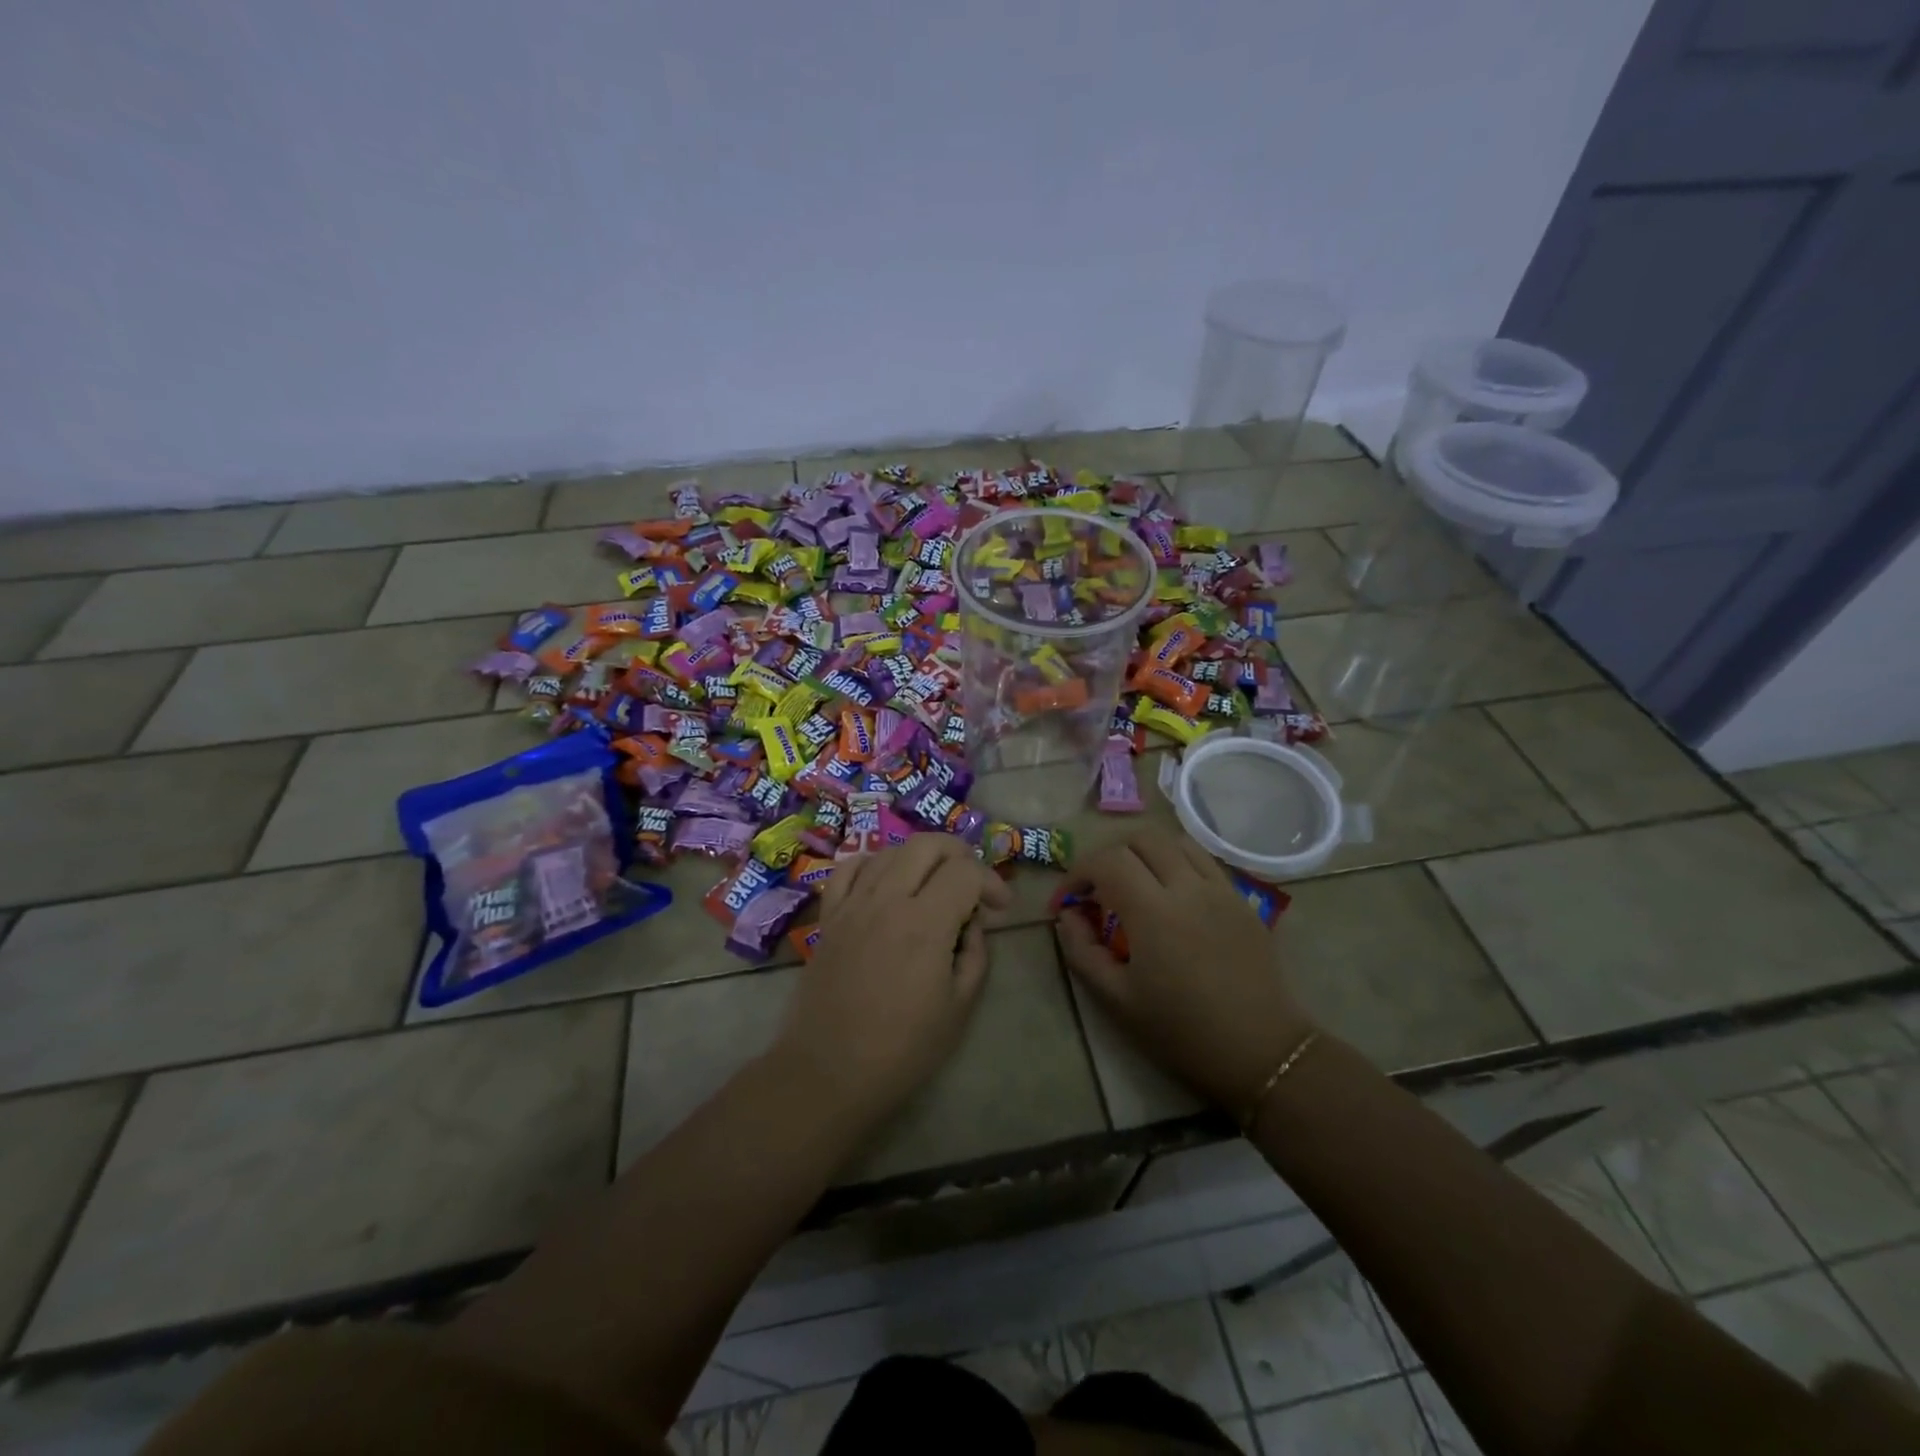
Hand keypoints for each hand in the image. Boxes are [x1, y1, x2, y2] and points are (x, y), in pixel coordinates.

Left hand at [775, 834, 1011, 1122]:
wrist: (829, 1072)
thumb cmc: (902, 1049)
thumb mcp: (959, 1006)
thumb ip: (975, 953)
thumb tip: (972, 923)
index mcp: (926, 923)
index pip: (966, 871)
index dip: (992, 881)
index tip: (1001, 908)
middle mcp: (888, 899)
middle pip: (928, 844)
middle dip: (959, 854)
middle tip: (972, 883)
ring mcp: (853, 904)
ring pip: (891, 850)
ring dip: (921, 858)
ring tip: (933, 885)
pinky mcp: (829, 916)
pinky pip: (850, 868)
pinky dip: (875, 864)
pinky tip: (886, 883)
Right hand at [1054, 830, 1314, 1115]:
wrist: (1261, 1051)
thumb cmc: (1182, 1031)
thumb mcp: (1117, 1000)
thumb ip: (1082, 951)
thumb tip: (1068, 916)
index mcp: (1153, 912)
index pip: (1107, 861)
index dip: (1078, 872)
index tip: (1068, 901)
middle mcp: (1188, 887)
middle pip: (1140, 839)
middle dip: (1109, 856)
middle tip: (1098, 889)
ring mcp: (1220, 889)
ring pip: (1174, 841)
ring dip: (1144, 852)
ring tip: (1133, 883)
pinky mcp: (1241, 899)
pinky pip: (1203, 859)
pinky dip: (1176, 860)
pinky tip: (1170, 891)